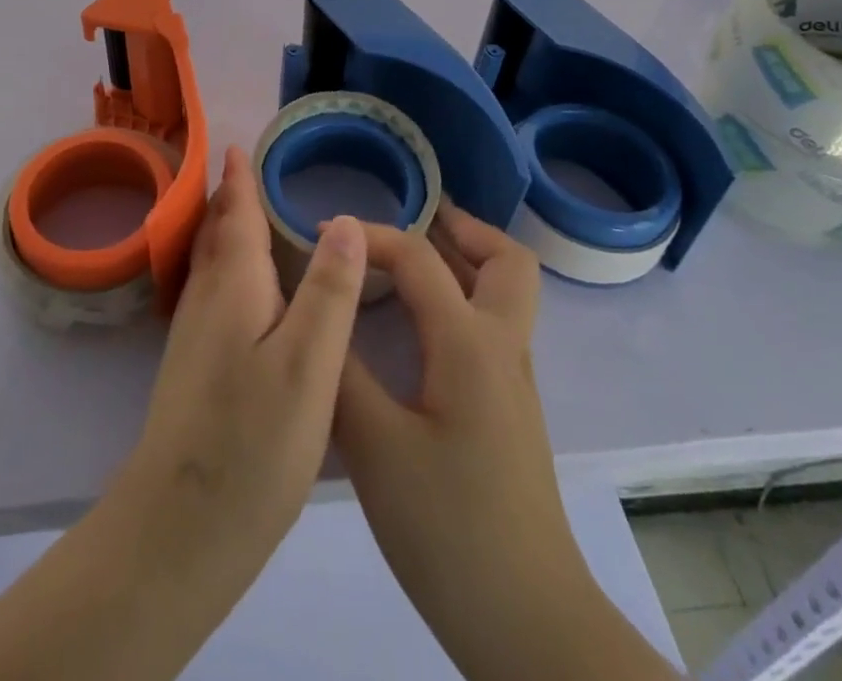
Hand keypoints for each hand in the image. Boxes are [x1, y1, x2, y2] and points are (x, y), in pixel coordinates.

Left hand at [115, 144, 368, 589]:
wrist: (180, 528)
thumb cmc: (252, 440)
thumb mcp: (309, 363)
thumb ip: (329, 291)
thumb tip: (345, 220)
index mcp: (233, 286)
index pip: (236, 215)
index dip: (240, 179)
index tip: (239, 145)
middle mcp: (206, 300)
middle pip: (216, 234)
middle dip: (228, 199)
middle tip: (244, 170)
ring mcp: (193, 337)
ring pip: (209, 264)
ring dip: (223, 231)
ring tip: (242, 215)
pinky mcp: (192, 369)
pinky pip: (210, 293)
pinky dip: (225, 269)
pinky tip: (242, 291)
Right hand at [335, 203, 666, 680]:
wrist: (526, 621)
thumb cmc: (447, 529)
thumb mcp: (374, 446)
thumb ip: (341, 367)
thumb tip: (315, 308)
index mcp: (469, 343)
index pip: (419, 257)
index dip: (369, 234)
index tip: (320, 234)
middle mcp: (503, 347)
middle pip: (506, 259)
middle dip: (459, 227)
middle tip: (407, 220)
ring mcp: (514, 380)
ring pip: (507, 291)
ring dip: (466, 259)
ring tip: (409, 259)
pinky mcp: (511, 409)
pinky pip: (495, 323)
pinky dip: (463, 297)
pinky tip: (420, 325)